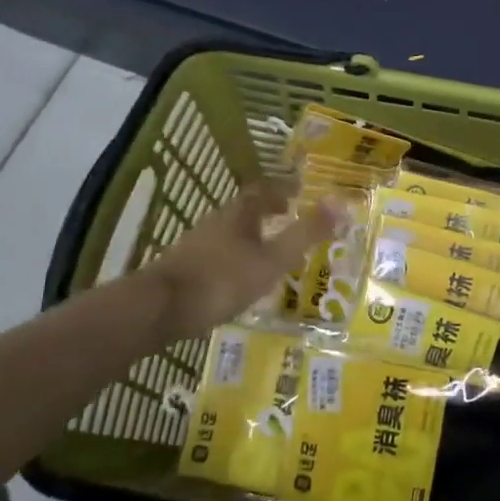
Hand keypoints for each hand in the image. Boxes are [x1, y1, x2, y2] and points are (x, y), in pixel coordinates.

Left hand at [140, 179, 337, 339]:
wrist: (158, 308)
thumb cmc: (222, 280)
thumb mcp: (272, 260)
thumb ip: (305, 234)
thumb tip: (341, 203)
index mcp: (239, 214)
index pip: (263, 192)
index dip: (282, 192)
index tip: (297, 198)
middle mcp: (215, 222)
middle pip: (244, 212)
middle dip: (266, 217)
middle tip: (286, 227)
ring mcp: (194, 245)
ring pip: (228, 235)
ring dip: (248, 240)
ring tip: (266, 258)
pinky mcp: (181, 269)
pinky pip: (214, 257)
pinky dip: (231, 262)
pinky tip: (236, 283)